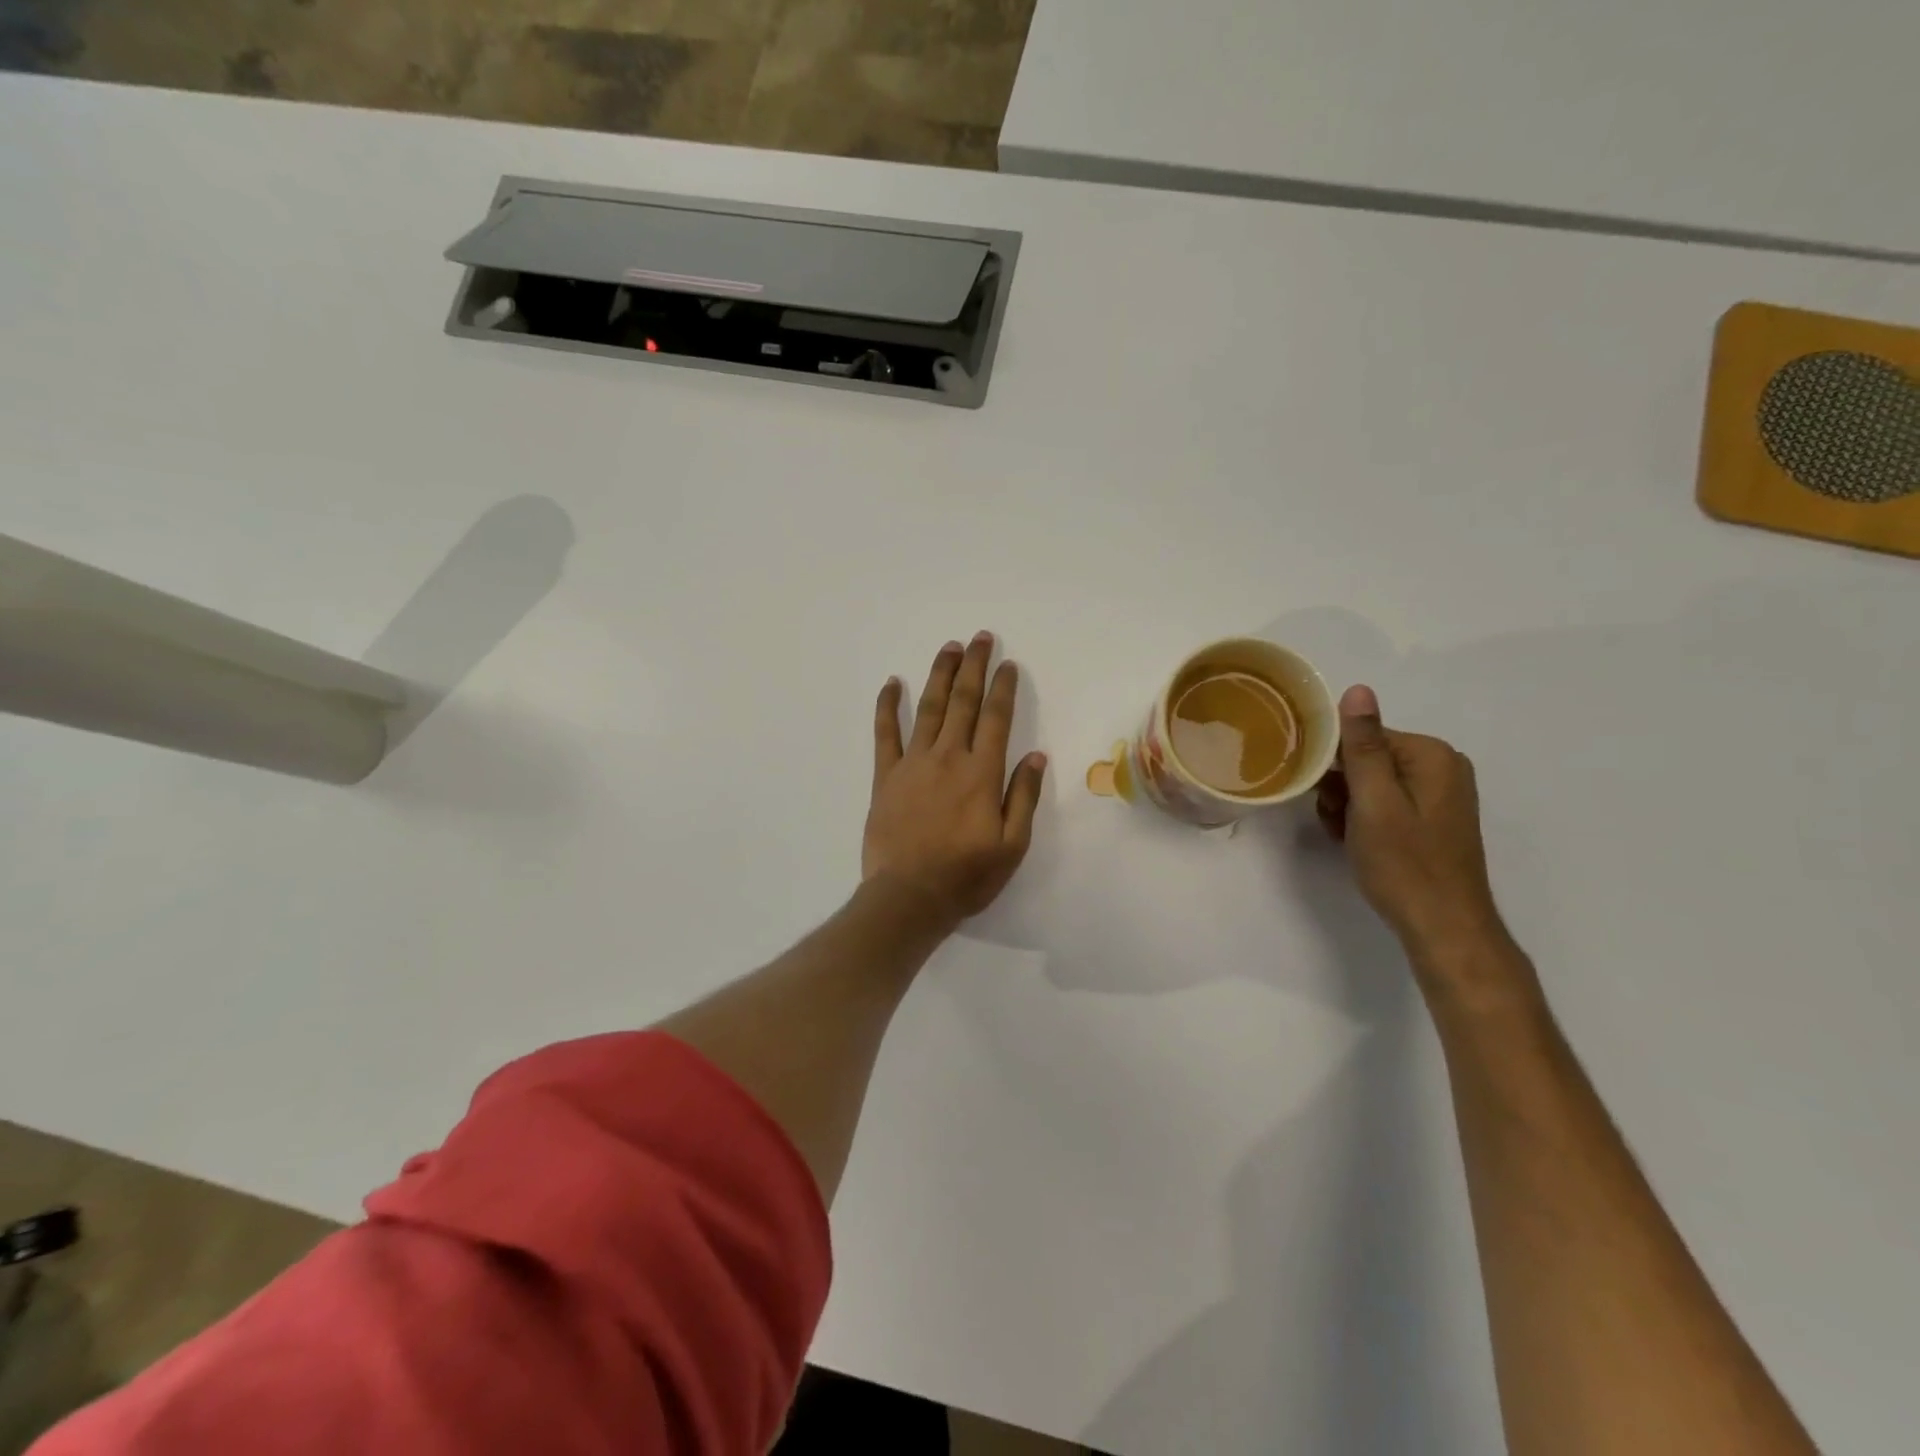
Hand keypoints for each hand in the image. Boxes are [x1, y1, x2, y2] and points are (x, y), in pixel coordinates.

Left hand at [864, 632, 1047, 931]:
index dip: (1003, 688)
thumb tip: (1035, 755)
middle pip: (963, 702)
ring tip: (949, 648)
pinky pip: (885, 733)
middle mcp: (948, 757)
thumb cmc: (966, 876)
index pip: (996, 718)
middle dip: (974, 667)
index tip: (1008, 664)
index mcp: (981, 773)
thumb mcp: (1012, 845)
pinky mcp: (886, 776)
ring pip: (928, 708)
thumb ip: (1023, 797)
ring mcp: (913, 763)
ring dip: (939, 675)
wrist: (908, 897)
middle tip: (980, 638)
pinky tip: (891, 683)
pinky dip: (887, 706)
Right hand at [1317, 685, 1508, 965]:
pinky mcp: (1430, 817)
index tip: (1317, 792)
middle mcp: (1441, 766)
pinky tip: (1355, 841)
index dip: (1332, 763)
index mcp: (1431, 755)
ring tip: (1344, 835)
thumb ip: (1363, 746)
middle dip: (1339, 787)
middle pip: (1366, 758)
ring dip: (1346, 806)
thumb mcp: (1374, 802)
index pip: (1362, 736)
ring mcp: (1438, 793)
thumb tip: (1357, 689)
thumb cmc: (1404, 864)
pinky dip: (1363, 818)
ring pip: (1369, 782)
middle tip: (1334, 821)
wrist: (1442, 927)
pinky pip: (1383, 802)